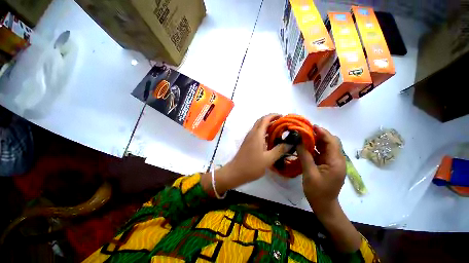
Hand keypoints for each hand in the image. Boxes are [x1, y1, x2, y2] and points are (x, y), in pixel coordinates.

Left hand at [208, 114, 292, 193]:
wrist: (236, 171)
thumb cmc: (252, 166)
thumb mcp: (268, 159)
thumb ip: (280, 150)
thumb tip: (290, 142)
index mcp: (257, 134)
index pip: (265, 119)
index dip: (274, 115)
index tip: (283, 116)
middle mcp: (252, 133)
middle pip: (261, 121)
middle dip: (271, 119)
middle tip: (281, 123)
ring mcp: (249, 138)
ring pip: (258, 127)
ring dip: (267, 126)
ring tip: (278, 130)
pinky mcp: (247, 142)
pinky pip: (256, 133)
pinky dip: (264, 132)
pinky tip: (270, 139)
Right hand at [297, 126, 345, 215]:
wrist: (324, 206)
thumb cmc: (317, 191)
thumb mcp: (309, 173)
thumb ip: (304, 155)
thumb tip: (298, 141)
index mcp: (336, 162)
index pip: (332, 141)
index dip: (322, 132)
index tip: (311, 126)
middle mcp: (337, 160)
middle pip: (331, 142)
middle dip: (319, 134)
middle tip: (306, 131)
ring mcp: (333, 163)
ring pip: (326, 147)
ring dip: (316, 140)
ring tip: (304, 136)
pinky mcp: (328, 165)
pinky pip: (322, 153)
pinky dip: (315, 148)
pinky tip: (306, 146)